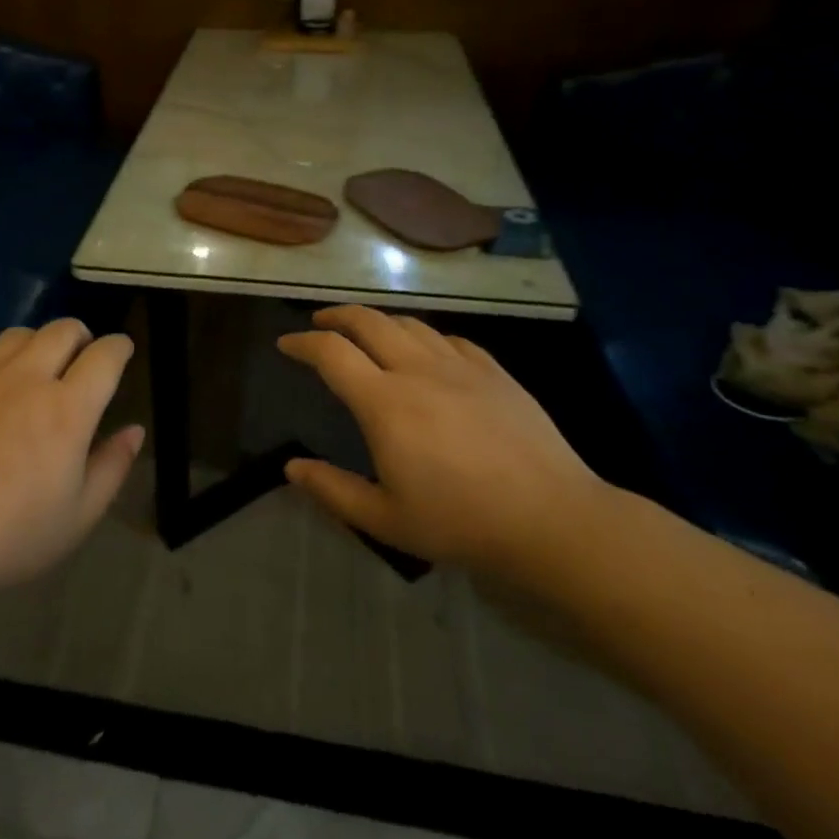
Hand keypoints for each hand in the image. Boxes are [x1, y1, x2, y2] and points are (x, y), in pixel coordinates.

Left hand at [0, 320, 143, 592]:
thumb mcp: (77, 516)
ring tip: (30, 373)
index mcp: (67, 409)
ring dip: (36, 347)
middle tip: (78, 362)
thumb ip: (112, 466)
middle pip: (63, 329)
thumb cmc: (8, 539)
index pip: (105, 355)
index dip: (119, 348)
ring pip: (18, 335)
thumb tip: (134, 430)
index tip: (121, 352)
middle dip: (81, 337)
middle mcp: (25, 378)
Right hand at [279, 306, 611, 583]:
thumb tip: (292, 468)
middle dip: (336, 315)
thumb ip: (333, 490)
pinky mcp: (494, 372)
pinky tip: (426, 352)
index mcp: (384, 403)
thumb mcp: (385, 519)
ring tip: (367, 333)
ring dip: (378, 322)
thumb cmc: (461, 522)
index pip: (331, 353)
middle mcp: (417, 370)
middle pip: (368, 321)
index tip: (286, 345)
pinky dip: (424, 337)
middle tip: (320, 323)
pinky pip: (450, 339)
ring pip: (409, 323)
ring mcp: (460, 366)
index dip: (302, 343)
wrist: (552, 519)